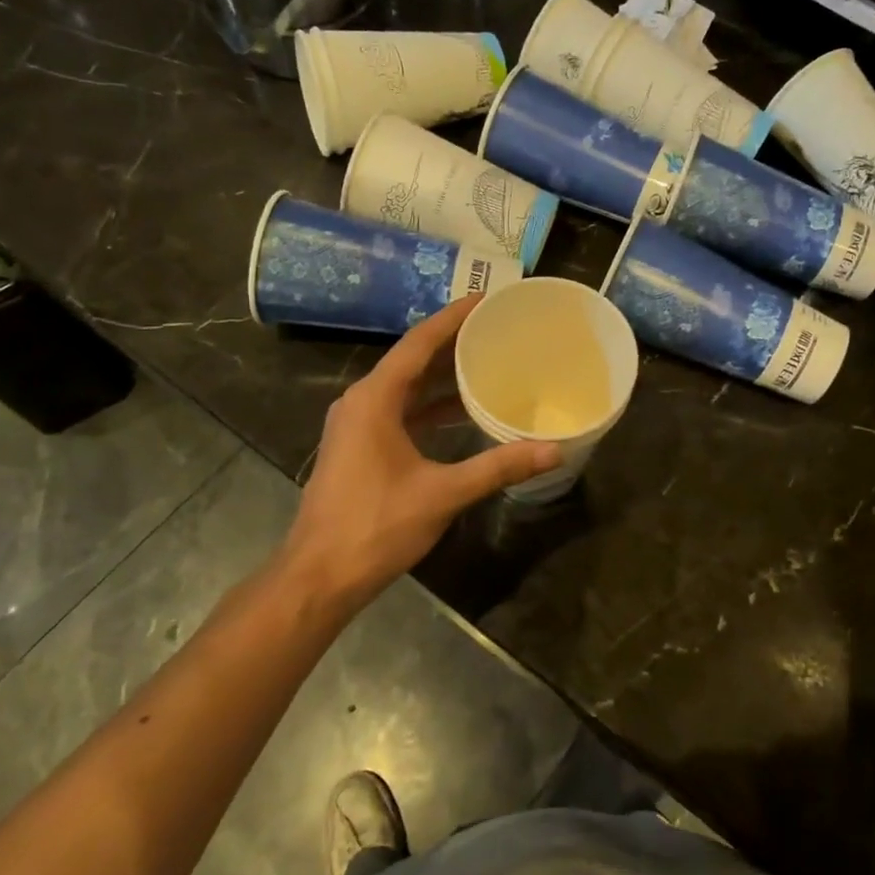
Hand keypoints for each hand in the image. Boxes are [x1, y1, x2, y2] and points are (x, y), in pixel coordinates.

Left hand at [278, 296, 561, 607]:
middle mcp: (361, 401)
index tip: (486, 299)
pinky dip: (430, 406)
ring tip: (486, 360)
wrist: (320, 575)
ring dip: (442, 375)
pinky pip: (400, 410)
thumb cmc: (376, 526)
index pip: (419, 343)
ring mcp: (357, 425)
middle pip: (412, 359)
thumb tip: (554, 450)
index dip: (453, 318)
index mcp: (375, 398)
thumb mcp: (443, 493)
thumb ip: (499, 467)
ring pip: (406, 387)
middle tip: (496, 327)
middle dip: (453, 342)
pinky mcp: (359, 447)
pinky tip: (462, 411)